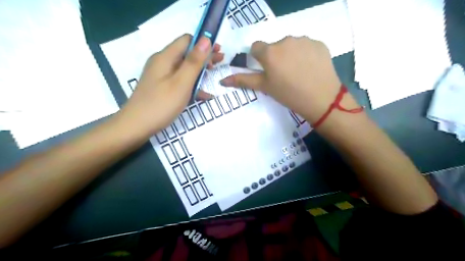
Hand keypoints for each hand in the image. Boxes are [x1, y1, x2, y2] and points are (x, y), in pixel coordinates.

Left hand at [118, 34, 222, 134]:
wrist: (136, 127)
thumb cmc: (161, 104)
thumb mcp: (181, 82)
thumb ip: (194, 62)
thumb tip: (206, 39)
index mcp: (165, 57)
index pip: (187, 40)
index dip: (204, 43)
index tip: (218, 52)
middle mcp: (162, 63)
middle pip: (186, 54)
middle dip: (204, 57)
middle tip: (221, 62)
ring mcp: (161, 76)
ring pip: (184, 68)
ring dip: (200, 71)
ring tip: (214, 76)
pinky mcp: (162, 88)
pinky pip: (180, 81)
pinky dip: (192, 85)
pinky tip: (204, 95)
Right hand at [220, 35, 355, 124]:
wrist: (321, 99)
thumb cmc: (288, 94)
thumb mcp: (264, 87)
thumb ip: (243, 81)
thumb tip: (222, 80)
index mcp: (269, 52)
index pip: (256, 47)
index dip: (259, 59)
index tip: (266, 70)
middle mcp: (285, 40)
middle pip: (274, 46)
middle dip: (275, 57)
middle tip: (283, 75)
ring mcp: (304, 40)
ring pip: (291, 45)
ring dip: (290, 55)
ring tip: (298, 72)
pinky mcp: (318, 43)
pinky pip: (306, 46)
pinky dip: (305, 54)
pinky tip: (310, 68)